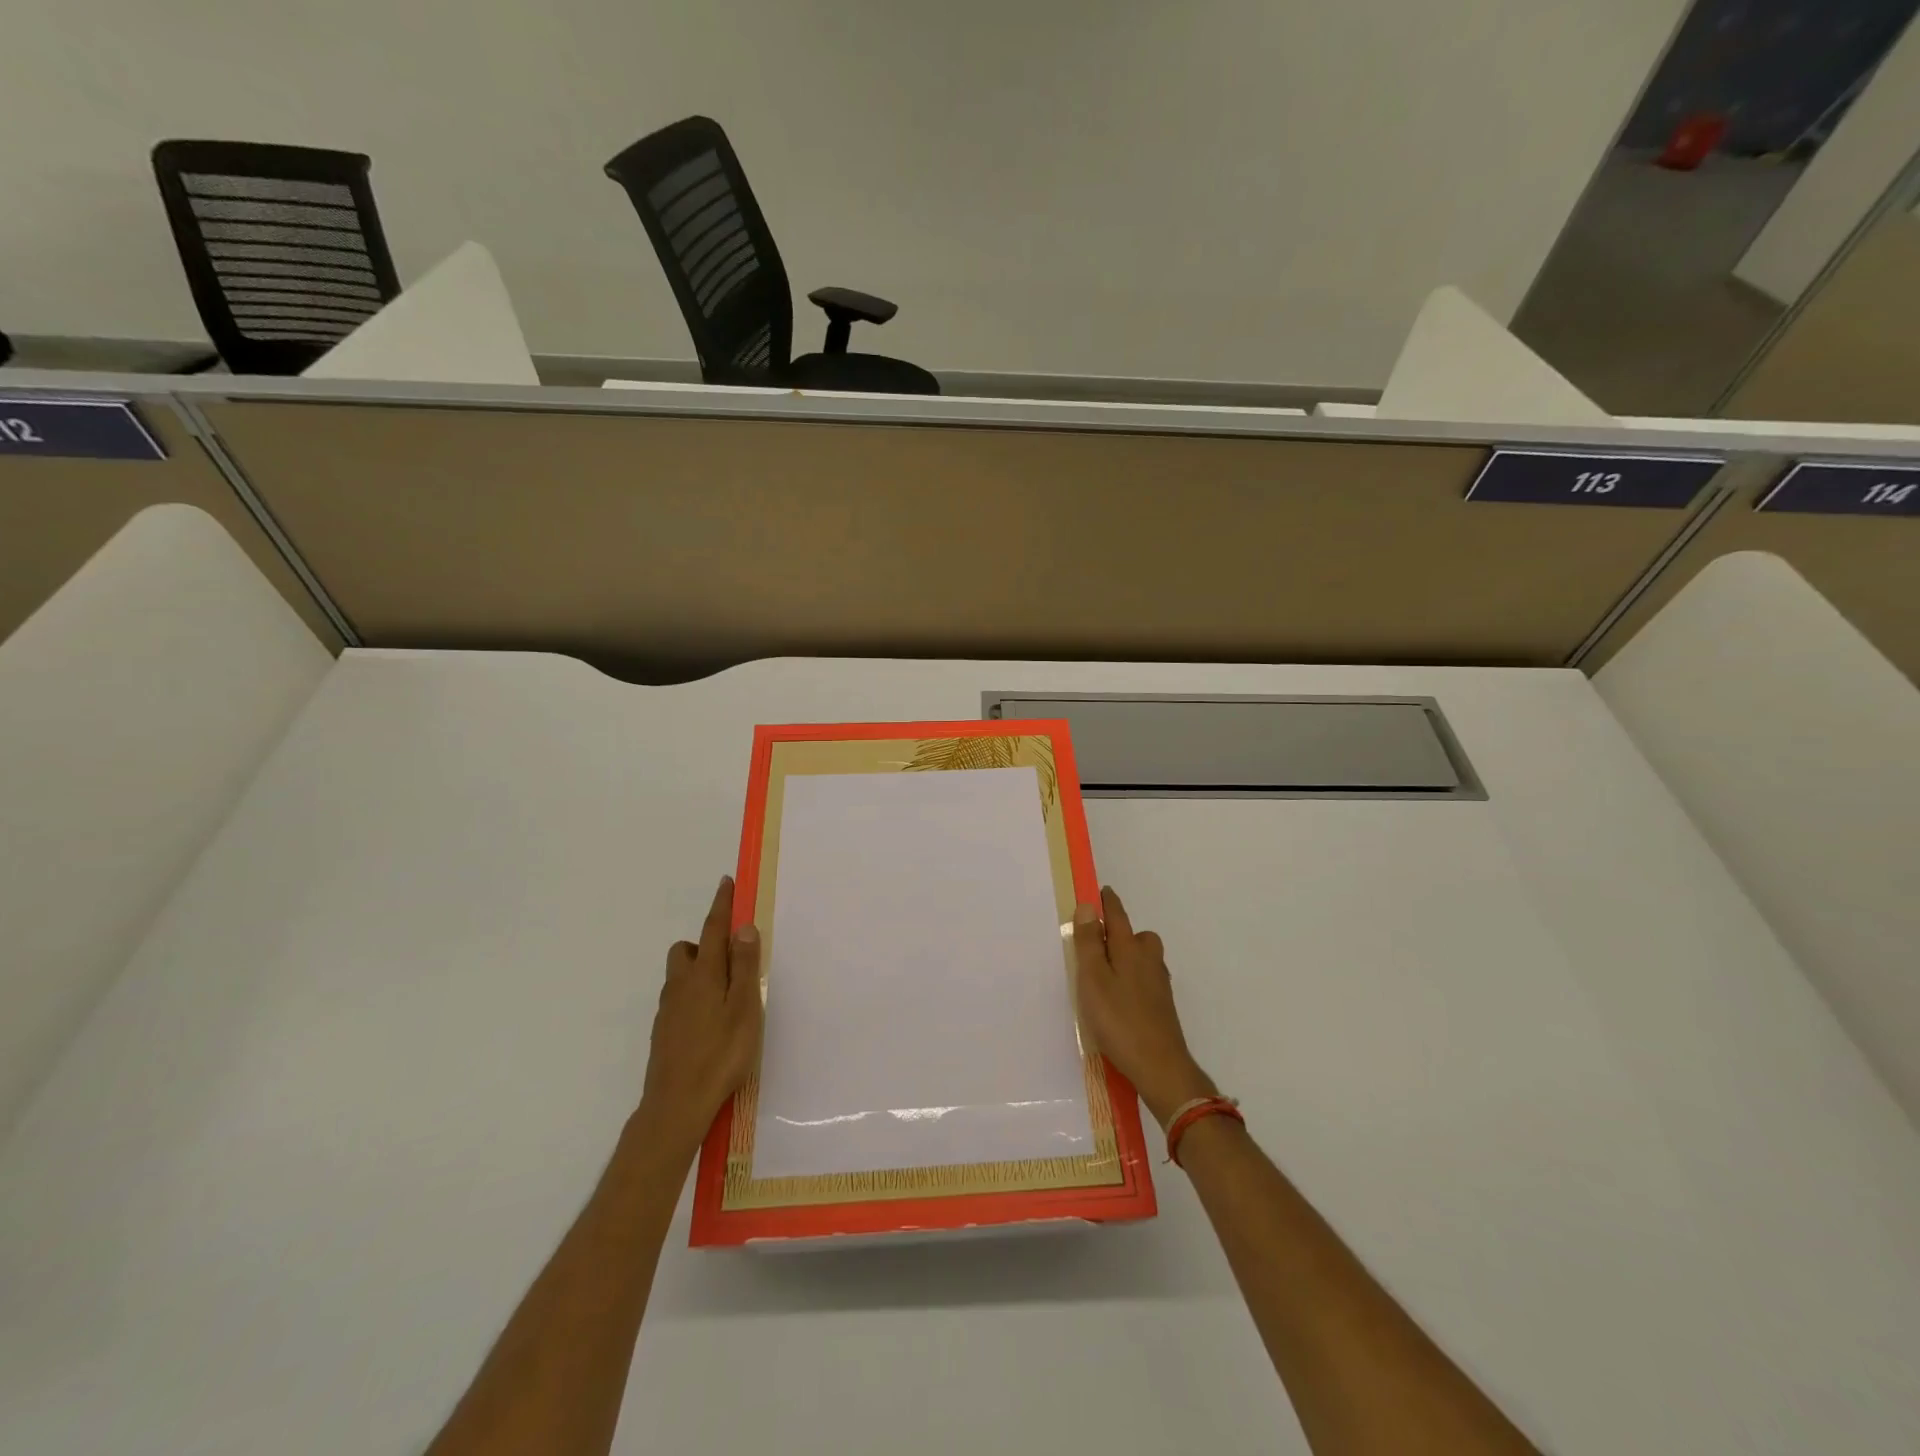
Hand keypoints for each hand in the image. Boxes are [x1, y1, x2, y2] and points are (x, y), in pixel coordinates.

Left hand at [638, 876, 763, 1154]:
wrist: (675, 1105)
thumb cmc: (720, 1054)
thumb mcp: (744, 1008)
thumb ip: (744, 966)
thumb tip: (743, 927)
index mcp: (704, 974)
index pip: (714, 929)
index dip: (722, 904)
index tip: (727, 882)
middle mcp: (681, 985)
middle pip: (688, 949)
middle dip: (706, 942)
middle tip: (732, 959)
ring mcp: (668, 1009)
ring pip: (681, 974)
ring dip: (699, 970)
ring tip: (726, 994)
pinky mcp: (664, 1031)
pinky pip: (679, 998)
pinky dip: (694, 995)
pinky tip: (710, 1021)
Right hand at [1072, 886, 1216, 1128]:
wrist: (1160, 1067)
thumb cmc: (1119, 1019)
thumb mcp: (1093, 979)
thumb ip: (1089, 942)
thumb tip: (1089, 905)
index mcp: (1130, 948)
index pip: (1117, 915)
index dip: (1107, 902)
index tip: (1099, 891)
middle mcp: (1149, 959)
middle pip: (1135, 935)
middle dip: (1118, 932)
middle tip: (1095, 943)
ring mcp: (1159, 983)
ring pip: (1141, 958)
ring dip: (1125, 957)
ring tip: (1102, 974)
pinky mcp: (1162, 1005)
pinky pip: (1143, 979)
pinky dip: (1131, 979)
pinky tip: (1118, 998)